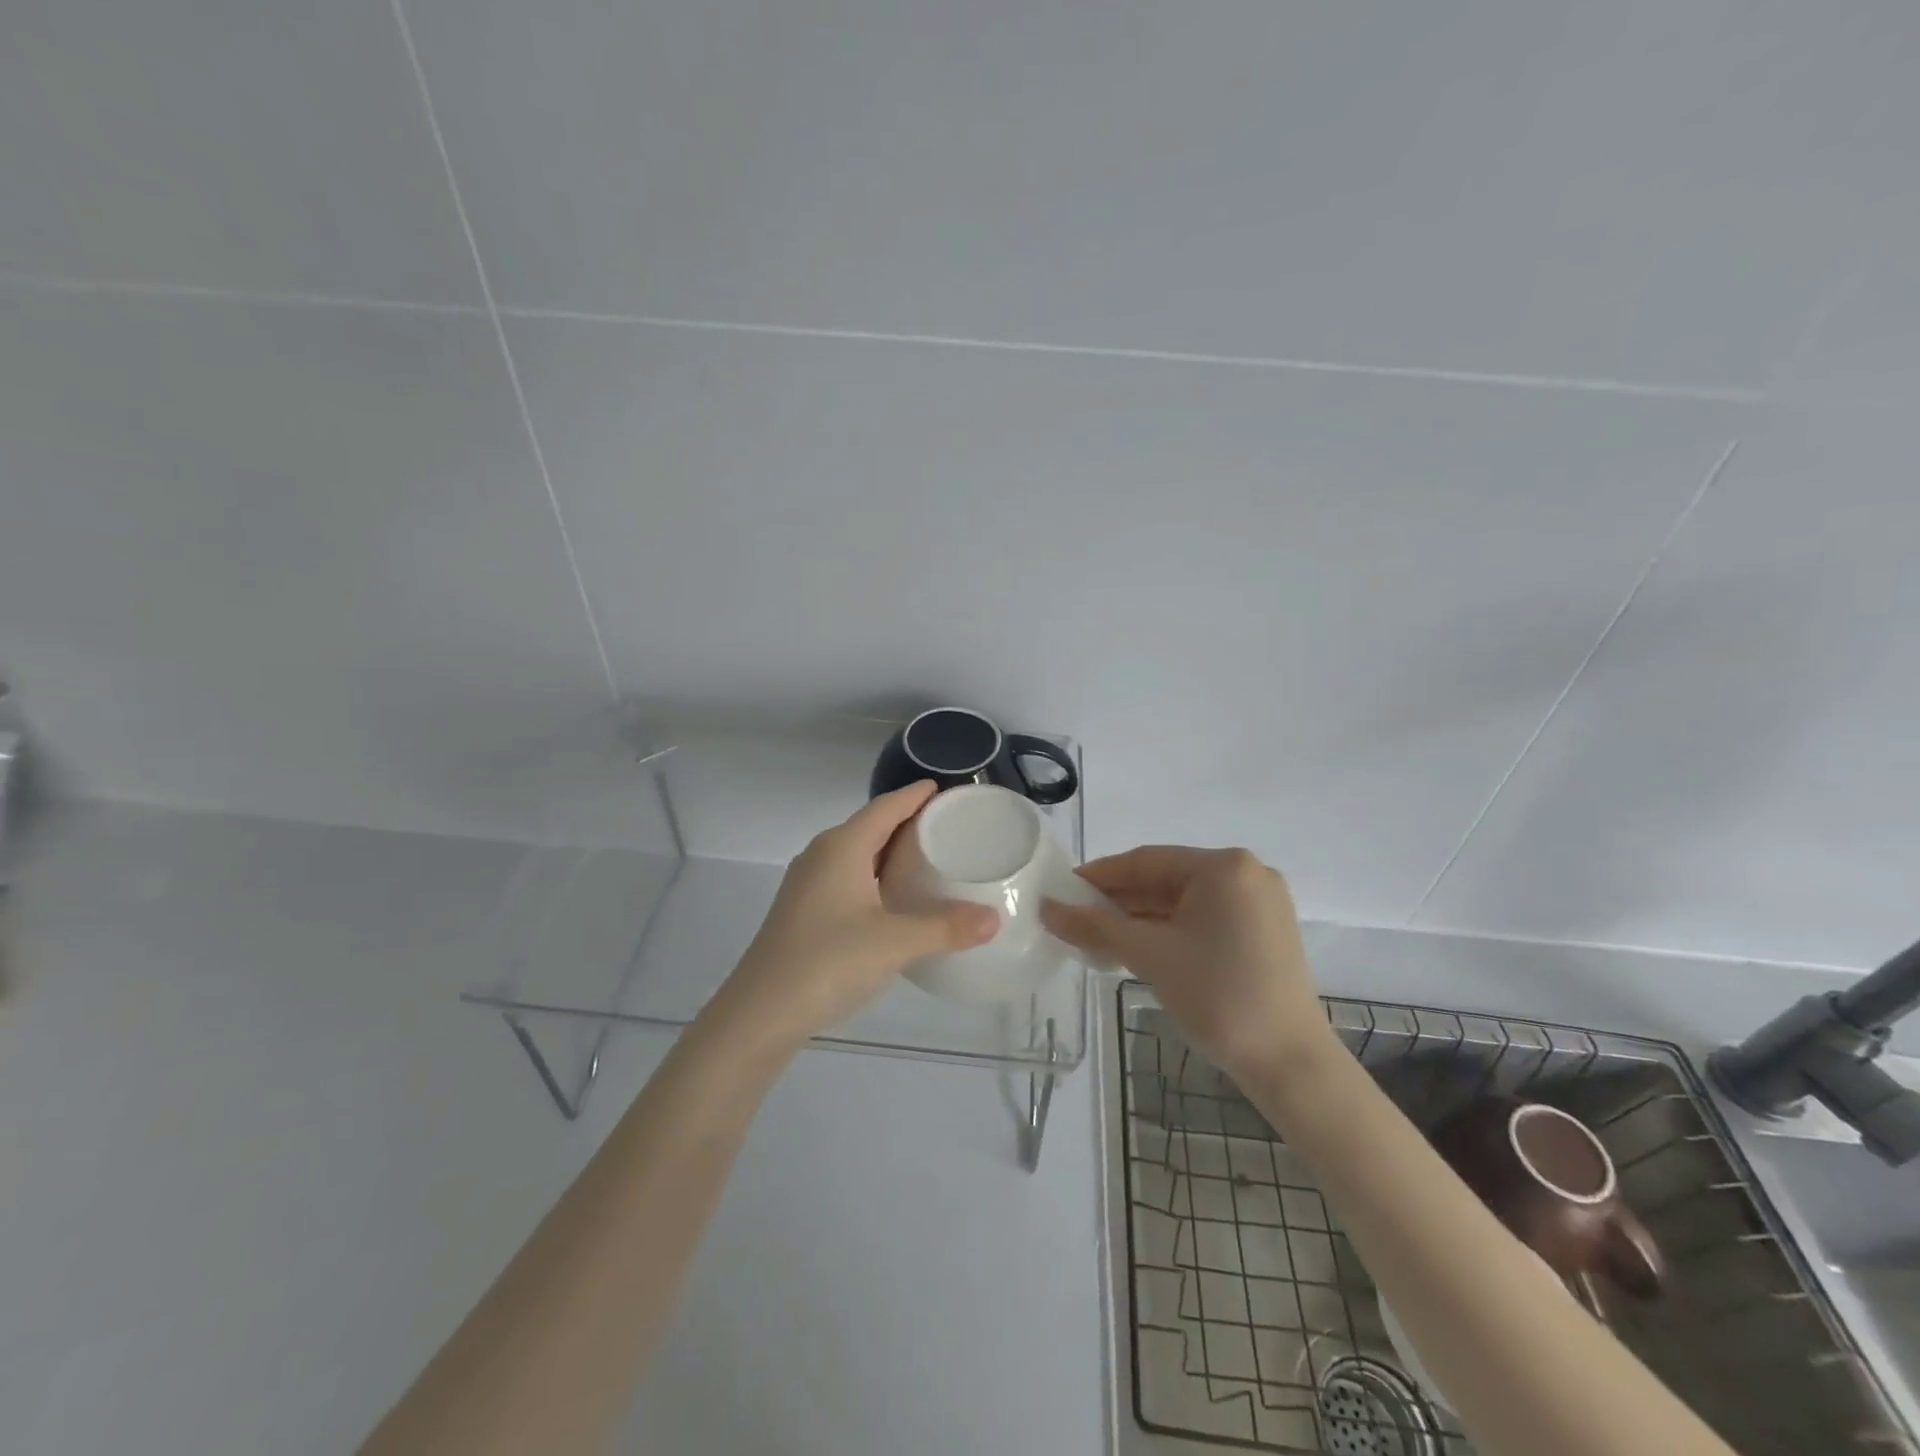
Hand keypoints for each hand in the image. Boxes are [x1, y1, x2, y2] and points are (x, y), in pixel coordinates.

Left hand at [708, 782, 999, 1050]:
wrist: (760, 1013)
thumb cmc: (828, 962)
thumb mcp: (895, 943)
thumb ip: (946, 928)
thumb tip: (994, 919)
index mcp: (842, 847)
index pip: (885, 806)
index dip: (915, 795)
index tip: (945, 790)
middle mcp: (822, 855)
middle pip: (870, 826)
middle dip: (907, 822)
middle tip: (948, 828)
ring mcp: (807, 884)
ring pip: (857, 854)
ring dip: (890, 852)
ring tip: (928, 860)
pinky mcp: (803, 911)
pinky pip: (847, 877)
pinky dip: (875, 877)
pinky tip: (893, 900)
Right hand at [1043, 846, 1331, 1083]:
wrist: (1290, 1064)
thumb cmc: (1218, 996)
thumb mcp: (1149, 955)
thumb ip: (1095, 926)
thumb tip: (1047, 909)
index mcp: (1224, 867)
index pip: (1146, 861)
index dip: (1099, 876)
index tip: (1061, 890)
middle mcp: (1246, 874)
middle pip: (1165, 879)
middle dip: (1118, 901)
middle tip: (1074, 918)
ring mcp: (1258, 904)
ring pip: (1183, 902)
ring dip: (1140, 918)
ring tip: (1096, 937)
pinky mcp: (1263, 933)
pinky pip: (1203, 920)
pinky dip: (1168, 931)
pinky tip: (1135, 947)